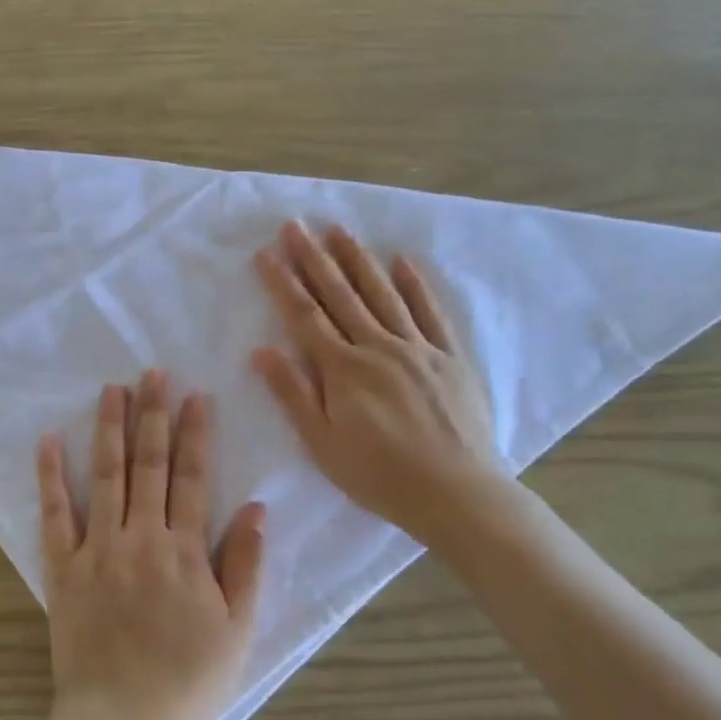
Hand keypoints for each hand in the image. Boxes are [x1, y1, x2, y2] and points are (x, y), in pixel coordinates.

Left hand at [36, 370, 265, 719]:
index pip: (194, 477)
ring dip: (109, 428)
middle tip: (153, 372)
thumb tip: (258, 508)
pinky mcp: (63, 569)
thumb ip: (247, 566)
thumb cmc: (188, 682)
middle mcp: (142, 537)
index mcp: (186, 550)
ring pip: (106, 475)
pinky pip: (55, 515)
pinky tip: (48, 441)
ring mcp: (98, 549)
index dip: (196, 433)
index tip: (195, 394)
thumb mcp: (238, 630)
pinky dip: (51, 476)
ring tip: (112, 389)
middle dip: (153, 414)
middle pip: (150, 463)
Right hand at [252, 221, 512, 547]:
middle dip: (314, 258)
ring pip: (383, 294)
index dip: (283, 283)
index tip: (266, 253)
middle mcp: (379, 347)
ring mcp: (418, 348)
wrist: (458, 495)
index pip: (305, 316)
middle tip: (296, 224)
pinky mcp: (450, 358)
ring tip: (339, 229)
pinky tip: (403, 261)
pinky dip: (416, 285)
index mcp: (344, 369)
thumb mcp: (323, 444)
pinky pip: (431, 313)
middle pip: (341, 295)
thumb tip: (262, 351)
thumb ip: (293, 394)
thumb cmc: (379, 476)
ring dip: (358, 260)